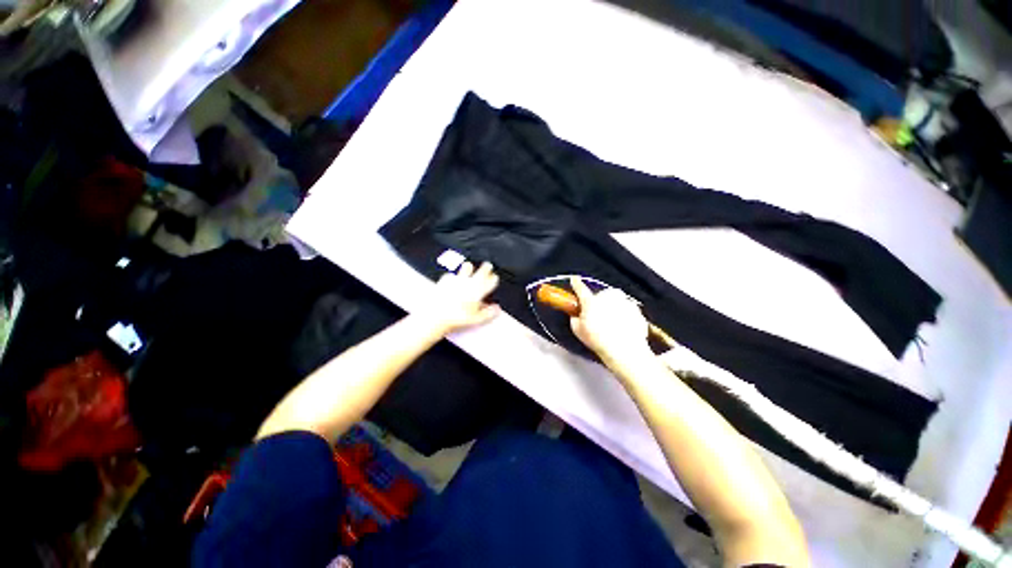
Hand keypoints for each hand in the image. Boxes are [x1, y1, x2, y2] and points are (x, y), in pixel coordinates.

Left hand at [426, 261, 500, 333]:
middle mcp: (469, 282)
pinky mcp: (445, 279)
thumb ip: (488, 313)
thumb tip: (496, 309)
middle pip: (481, 271)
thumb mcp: (476, 319)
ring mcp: (457, 279)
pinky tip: (452, 278)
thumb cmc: (456, 318)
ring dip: (469, 267)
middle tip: (488, 266)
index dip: (494, 278)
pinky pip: (451, 274)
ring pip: (467, 267)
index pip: (491, 280)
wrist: (436, 315)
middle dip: (486, 268)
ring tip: (470, 266)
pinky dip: (453, 275)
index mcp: (479, 291)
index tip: (494, 278)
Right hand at [569, 277, 649, 359]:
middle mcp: (608, 297)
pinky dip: (625, 318)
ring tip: (612, 327)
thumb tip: (577, 315)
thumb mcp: (578, 330)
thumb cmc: (598, 340)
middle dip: (599, 304)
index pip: (581, 289)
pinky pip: (628, 311)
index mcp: (591, 301)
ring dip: (613, 310)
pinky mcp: (637, 310)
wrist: (625, 350)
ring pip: (616, 303)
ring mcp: (624, 302)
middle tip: (597, 319)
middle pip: (601, 296)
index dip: (576, 284)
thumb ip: (575, 319)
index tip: (574, 279)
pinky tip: (622, 330)